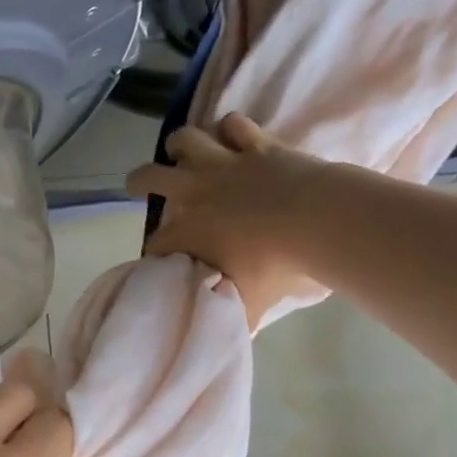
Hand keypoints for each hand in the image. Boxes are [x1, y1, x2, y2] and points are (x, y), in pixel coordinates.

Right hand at [127, 113, 334, 325]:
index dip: (154, 254)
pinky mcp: (257, 145)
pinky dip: (228, 129)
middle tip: (136, 187)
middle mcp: (197, 193)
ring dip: (178, 146)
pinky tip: (230, 135)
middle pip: (150, 178)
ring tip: (178, 152)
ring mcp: (226, 164)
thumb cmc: (279, 267)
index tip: (159, 262)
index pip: (156, 244)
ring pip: (186, 140)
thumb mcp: (249, 304)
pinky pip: (234, 125)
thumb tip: (221, 332)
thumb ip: (229, 316)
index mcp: (189, 232)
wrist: (320, 221)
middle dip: (138, 183)